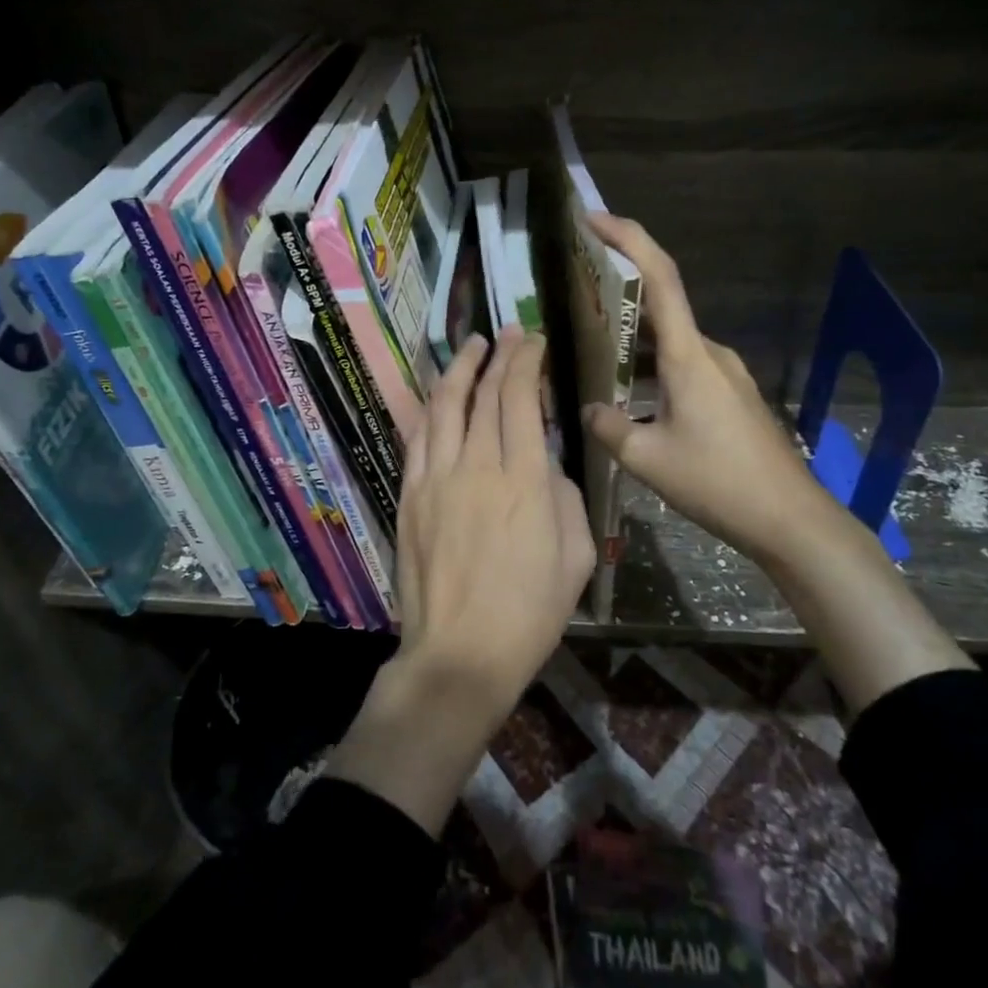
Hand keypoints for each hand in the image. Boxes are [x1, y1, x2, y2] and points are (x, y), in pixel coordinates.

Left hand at [395, 326, 594, 722]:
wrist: (461, 653)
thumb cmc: (530, 612)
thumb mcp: (577, 557)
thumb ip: (565, 498)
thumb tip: (545, 465)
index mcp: (525, 481)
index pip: (521, 400)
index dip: (526, 362)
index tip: (533, 341)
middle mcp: (477, 467)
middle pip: (485, 394)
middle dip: (499, 356)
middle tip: (509, 334)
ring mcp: (436, 479)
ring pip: (444, 406)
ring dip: (459, 370)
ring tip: (472, 347)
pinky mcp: (410, 495)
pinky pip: (418, 438)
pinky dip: (430, 408)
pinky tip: (439, 394)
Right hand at [580, 214, 973, 711]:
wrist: (789, 519)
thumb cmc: (718, 482)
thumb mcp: (648, 459)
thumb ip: (609, 428)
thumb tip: (590, 410)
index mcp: (689, 355)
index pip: (660, 277)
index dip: (628, 237)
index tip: (592, 217)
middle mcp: (710, 353)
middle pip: (662, 303)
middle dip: (620, 289)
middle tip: (576, 289)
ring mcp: (725, 374)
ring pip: (670, 341)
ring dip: (634, 339)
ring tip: (592, 350)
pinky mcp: (731, 396)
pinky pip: (683, 366)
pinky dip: (652, 367)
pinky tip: (630, 396)